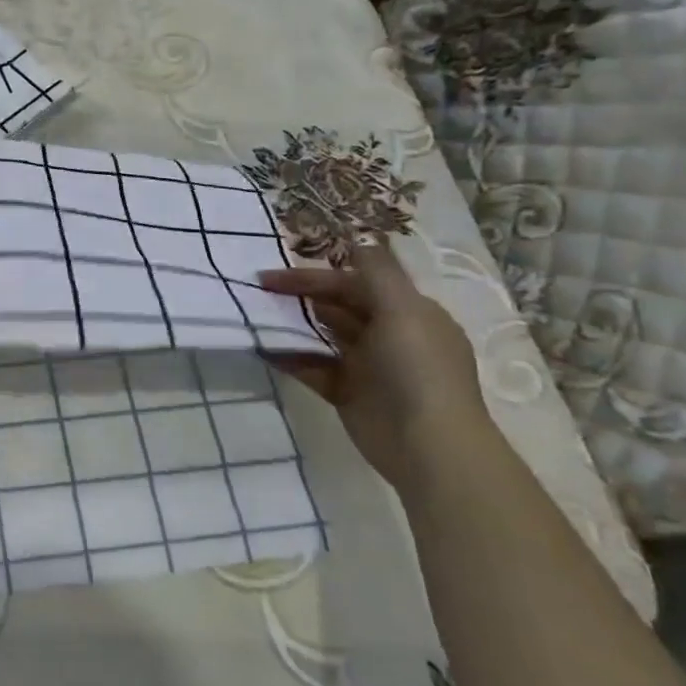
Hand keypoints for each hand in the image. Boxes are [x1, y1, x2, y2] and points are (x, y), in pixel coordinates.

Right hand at [258, 240, 488, 492]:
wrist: (428, 447)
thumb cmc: (417, 370)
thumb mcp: (403, 311)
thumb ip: (377, 272)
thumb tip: (355, 238)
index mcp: (409, 313)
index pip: (356, 283)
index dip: (315, 276)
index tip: (273, 275)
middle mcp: (389, 336)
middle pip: (338, 306)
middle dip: (301, 297)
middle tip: (257, 293)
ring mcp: (368, 367)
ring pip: (323, 336)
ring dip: (292, 326)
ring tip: (256, 317)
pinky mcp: (348, 394)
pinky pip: (314, 368)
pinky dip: (290, 358)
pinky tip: (264, 350)